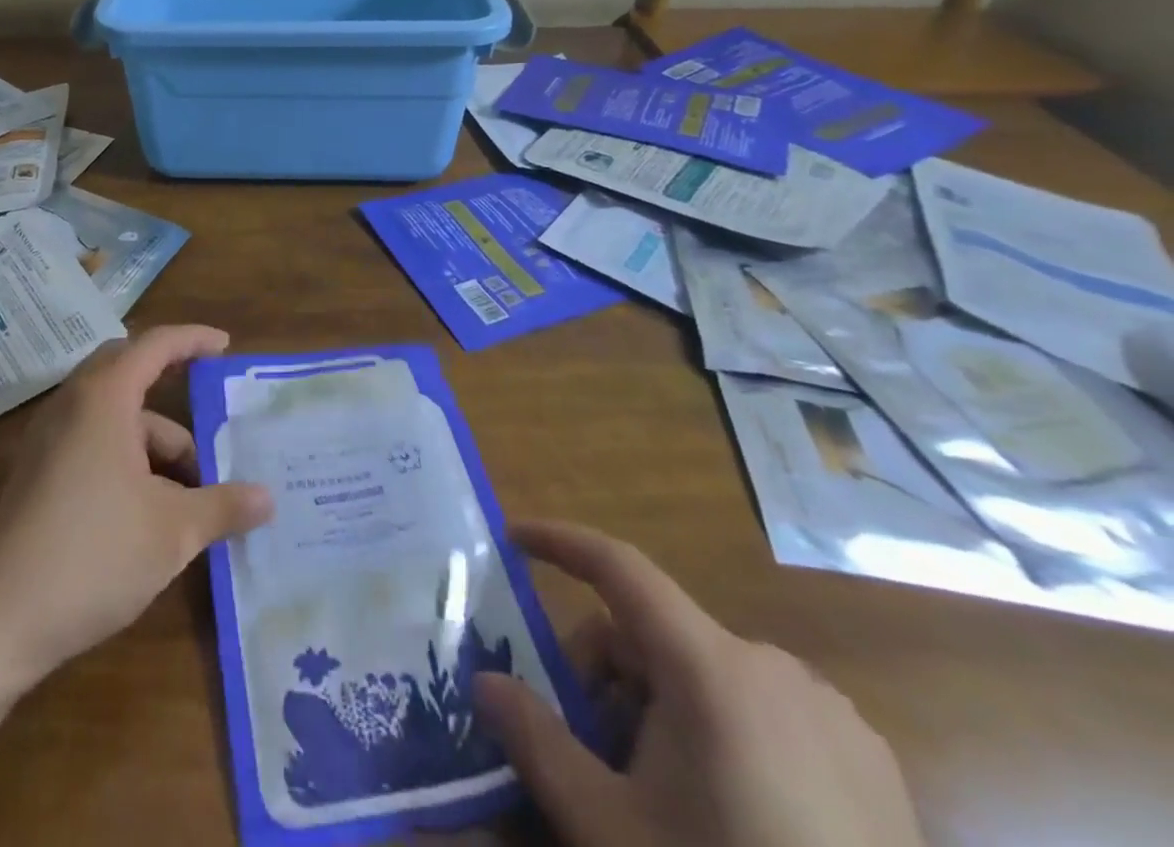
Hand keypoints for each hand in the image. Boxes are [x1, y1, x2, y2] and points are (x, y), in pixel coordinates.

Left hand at [0, 325, 273, 690]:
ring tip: (196, 491)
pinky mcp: (38, 474)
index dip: (193, 339)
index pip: (155, 345)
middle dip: (173, 389)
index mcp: (104, 398)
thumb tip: (268, 498)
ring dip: (155, 443)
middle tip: (212, 411)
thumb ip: (223, 506)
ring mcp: (49, 440)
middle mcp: (72, 405)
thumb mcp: (172, 532)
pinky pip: (94, 443)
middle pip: (129, 373)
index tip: (225, 346)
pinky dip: (130, 460)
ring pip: (115, 418)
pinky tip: (154, 509)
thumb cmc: (91, 556)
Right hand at [472, 522, 923, 846]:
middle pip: (656, 633)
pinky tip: (729, 813)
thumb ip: (535, 741)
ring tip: (658, 793)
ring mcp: (831, 715)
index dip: (560, 542)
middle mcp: (772, 666)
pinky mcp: (872, 764)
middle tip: (588, 747)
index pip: (618, 566)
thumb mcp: (608, 827)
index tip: (513, 537)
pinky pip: (764, 711)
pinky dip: (721, 730)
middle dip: (607, 673)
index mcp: (710, 666)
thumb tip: (483, 682)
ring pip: (706, 674)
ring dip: (660, 707)